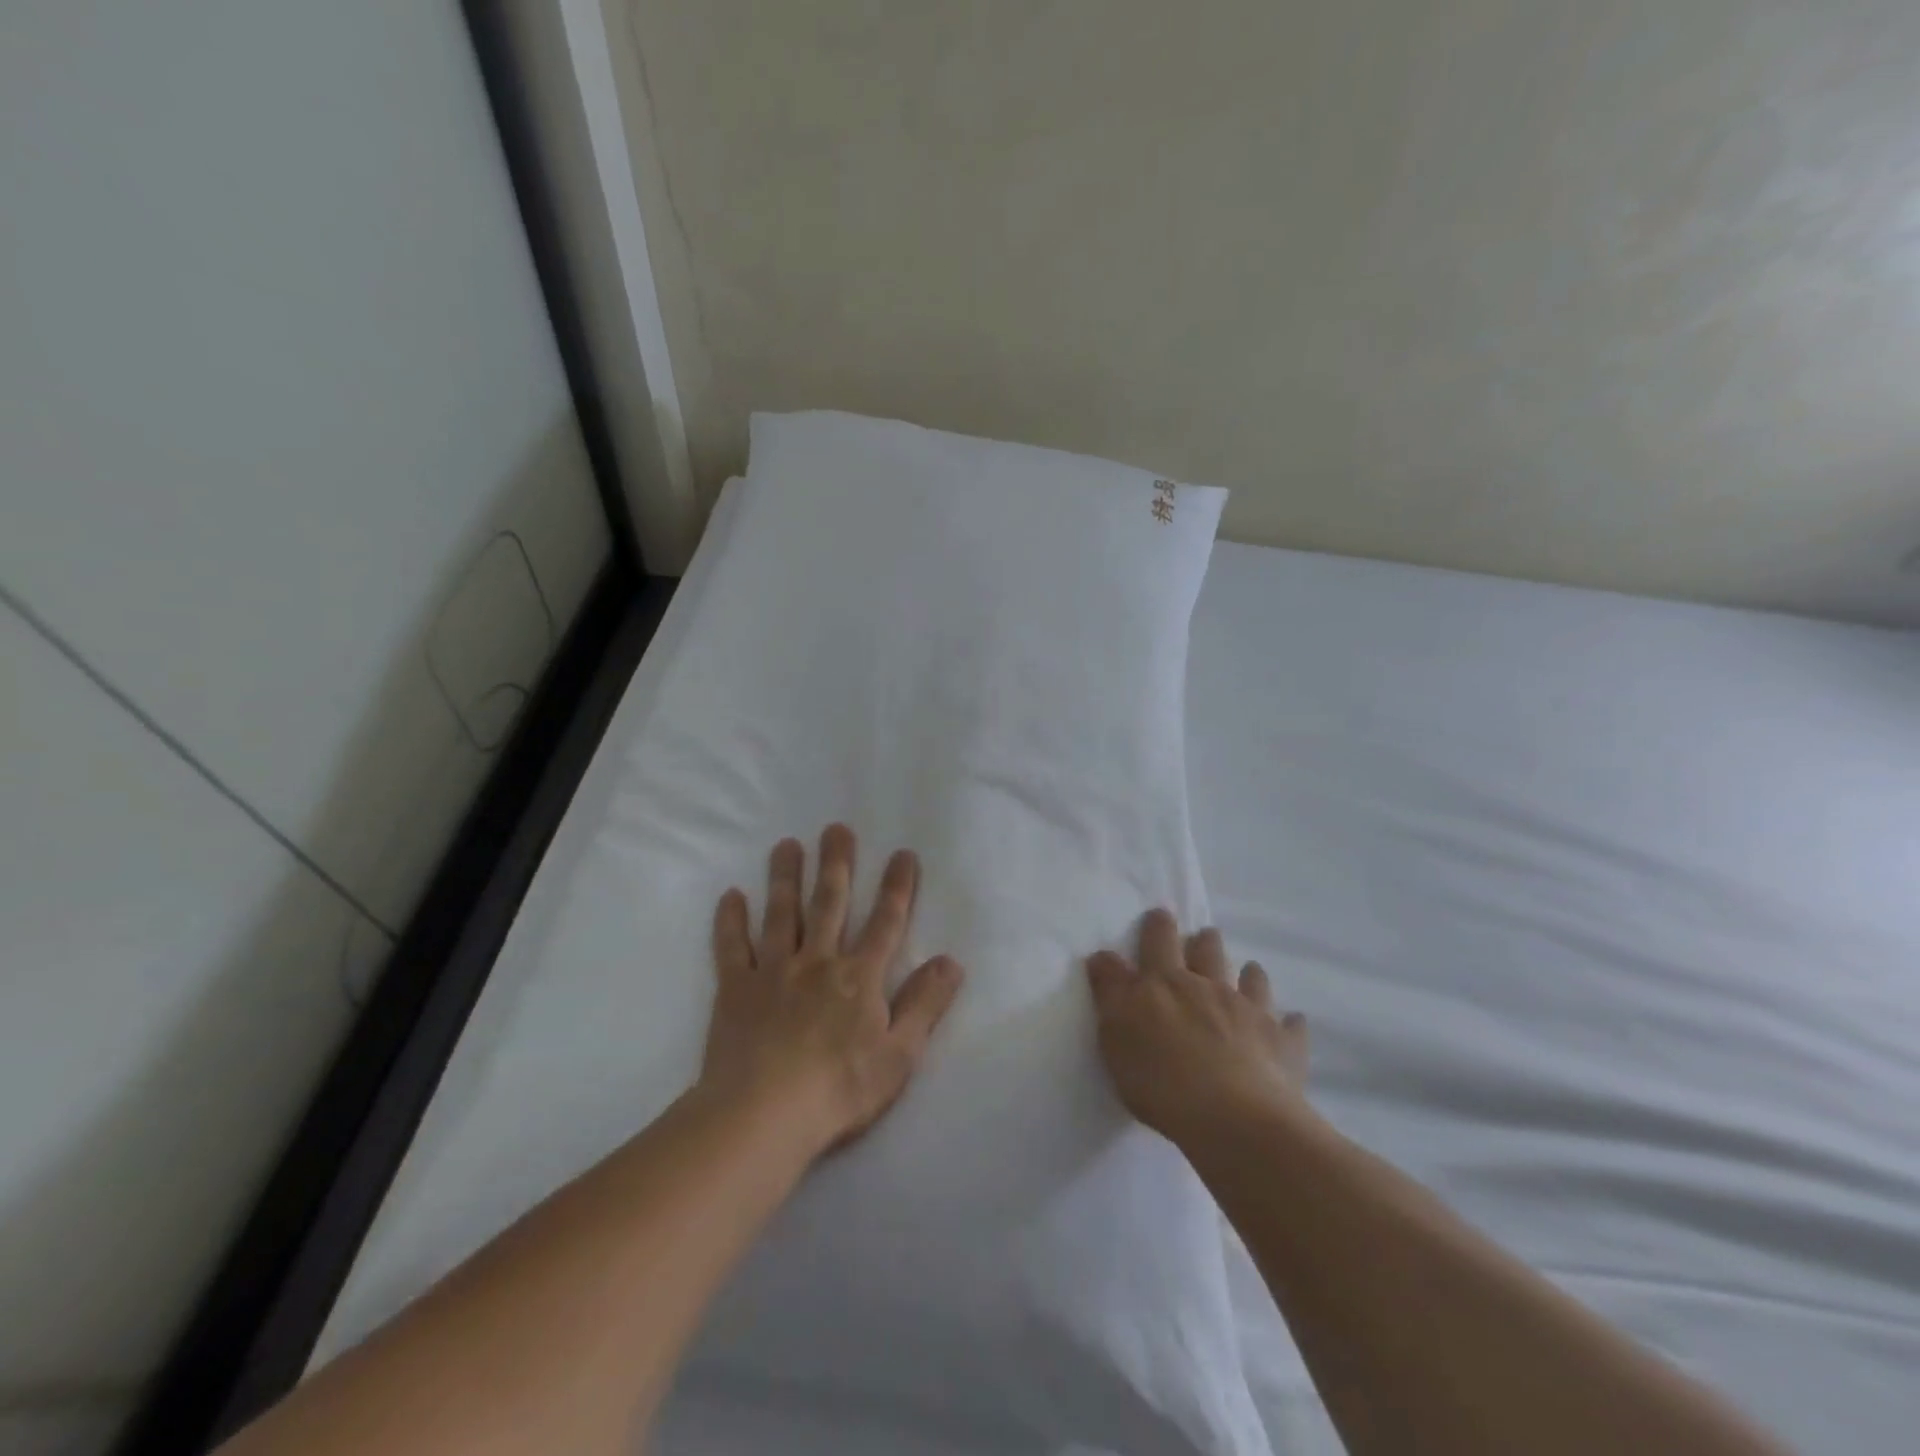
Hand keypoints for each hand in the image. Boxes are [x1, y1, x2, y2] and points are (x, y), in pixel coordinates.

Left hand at [701, 825, 964, 1159]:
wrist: (763, 1116)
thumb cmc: (839, 1089)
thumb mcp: (899, 1055)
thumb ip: (925, 1005)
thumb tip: (952, 961)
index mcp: (859, 977)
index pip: (886, 922)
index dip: (897, 887)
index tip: (903, 854)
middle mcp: (817, 961)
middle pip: (829, 903)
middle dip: (836, 864)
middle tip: (836, 828)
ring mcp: (773, 971)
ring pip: (781, 913)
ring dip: (785, 876)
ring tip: (787, 845)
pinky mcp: (735, 989)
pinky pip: (732, 947)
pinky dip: (730, 920)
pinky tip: (731, 895)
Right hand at [1087, 909, 1309, 1144]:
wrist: (1233, 1117)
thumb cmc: (1160, 1079)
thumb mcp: (1115, 1035)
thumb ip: (1110, 992)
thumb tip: (1103, 956)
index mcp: (1164, 983)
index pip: (1156, 943)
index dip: (1156, 926)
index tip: (1158, 914)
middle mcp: (1207, 986)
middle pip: (1206, 952)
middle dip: (1201, 940)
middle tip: (1202, 934)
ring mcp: (1248, 1011)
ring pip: (1251, 979)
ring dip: (1248, 971)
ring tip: (1249, 968)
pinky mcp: (1281, 1042)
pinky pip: (1290, 1025)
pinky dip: (1290, 1022)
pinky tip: (1293, 1021)